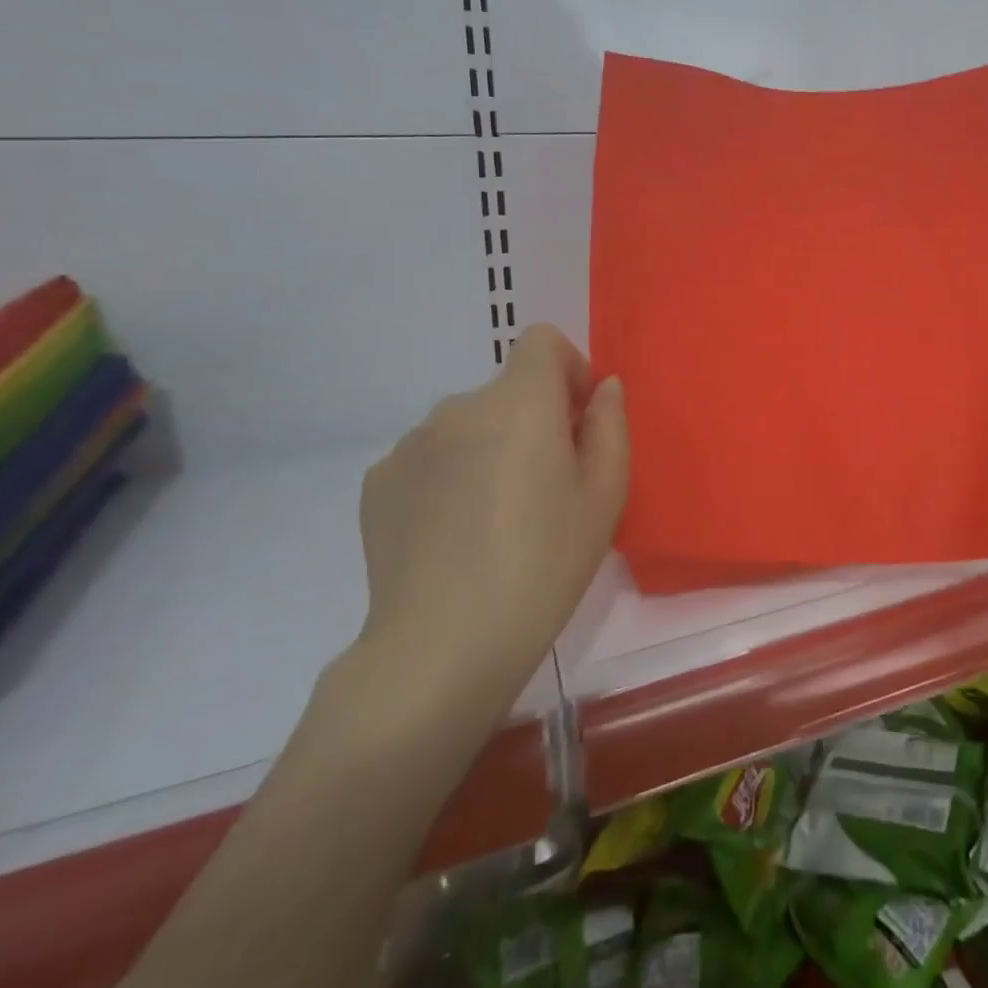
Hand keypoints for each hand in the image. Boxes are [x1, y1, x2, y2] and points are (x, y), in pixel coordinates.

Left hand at [350, 325, 627, 728]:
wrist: (443, 645)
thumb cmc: (544, 563)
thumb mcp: (606, 494)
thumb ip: (610, 424)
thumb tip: (602, 388)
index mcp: (521, 402)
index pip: (542, 341)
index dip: (567, 369)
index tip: (576, 420)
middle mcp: (460, 407)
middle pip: (507, 390)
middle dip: (532, 419)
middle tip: (545, 486)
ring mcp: (410, 444)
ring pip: (467, 425)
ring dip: (488, 448)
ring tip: (494, 517)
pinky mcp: (378, 482)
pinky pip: (428, 458)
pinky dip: (447, 477)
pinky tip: (452, 535)